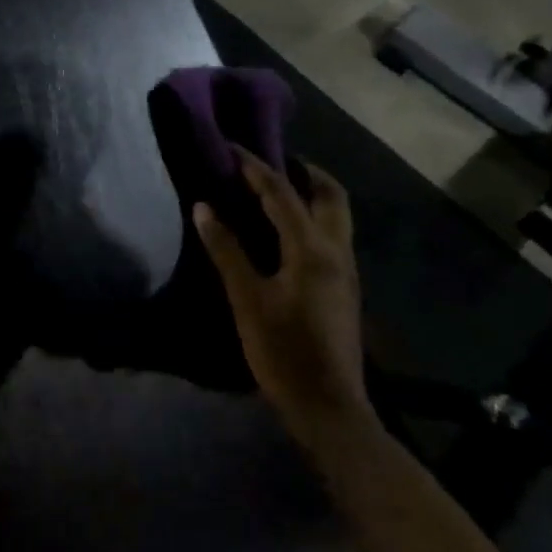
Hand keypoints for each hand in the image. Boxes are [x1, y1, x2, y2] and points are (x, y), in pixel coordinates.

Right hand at [194, 152, 374, 456]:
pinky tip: (285, 229)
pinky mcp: (345, 287)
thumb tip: (204, 207)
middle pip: (330, 194)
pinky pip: (333, 234)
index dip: (255, 166)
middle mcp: (337, 251)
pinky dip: (312, 216)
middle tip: (271, 161)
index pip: (282, 193)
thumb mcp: (247, 299)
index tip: (233, 146)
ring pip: (337, 214)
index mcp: (312, 249)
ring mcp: (347, 270)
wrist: (328, 406)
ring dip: (311, 193)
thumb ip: (226, 250)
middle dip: (303, 170)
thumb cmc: (282, 351)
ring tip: (275, 188)